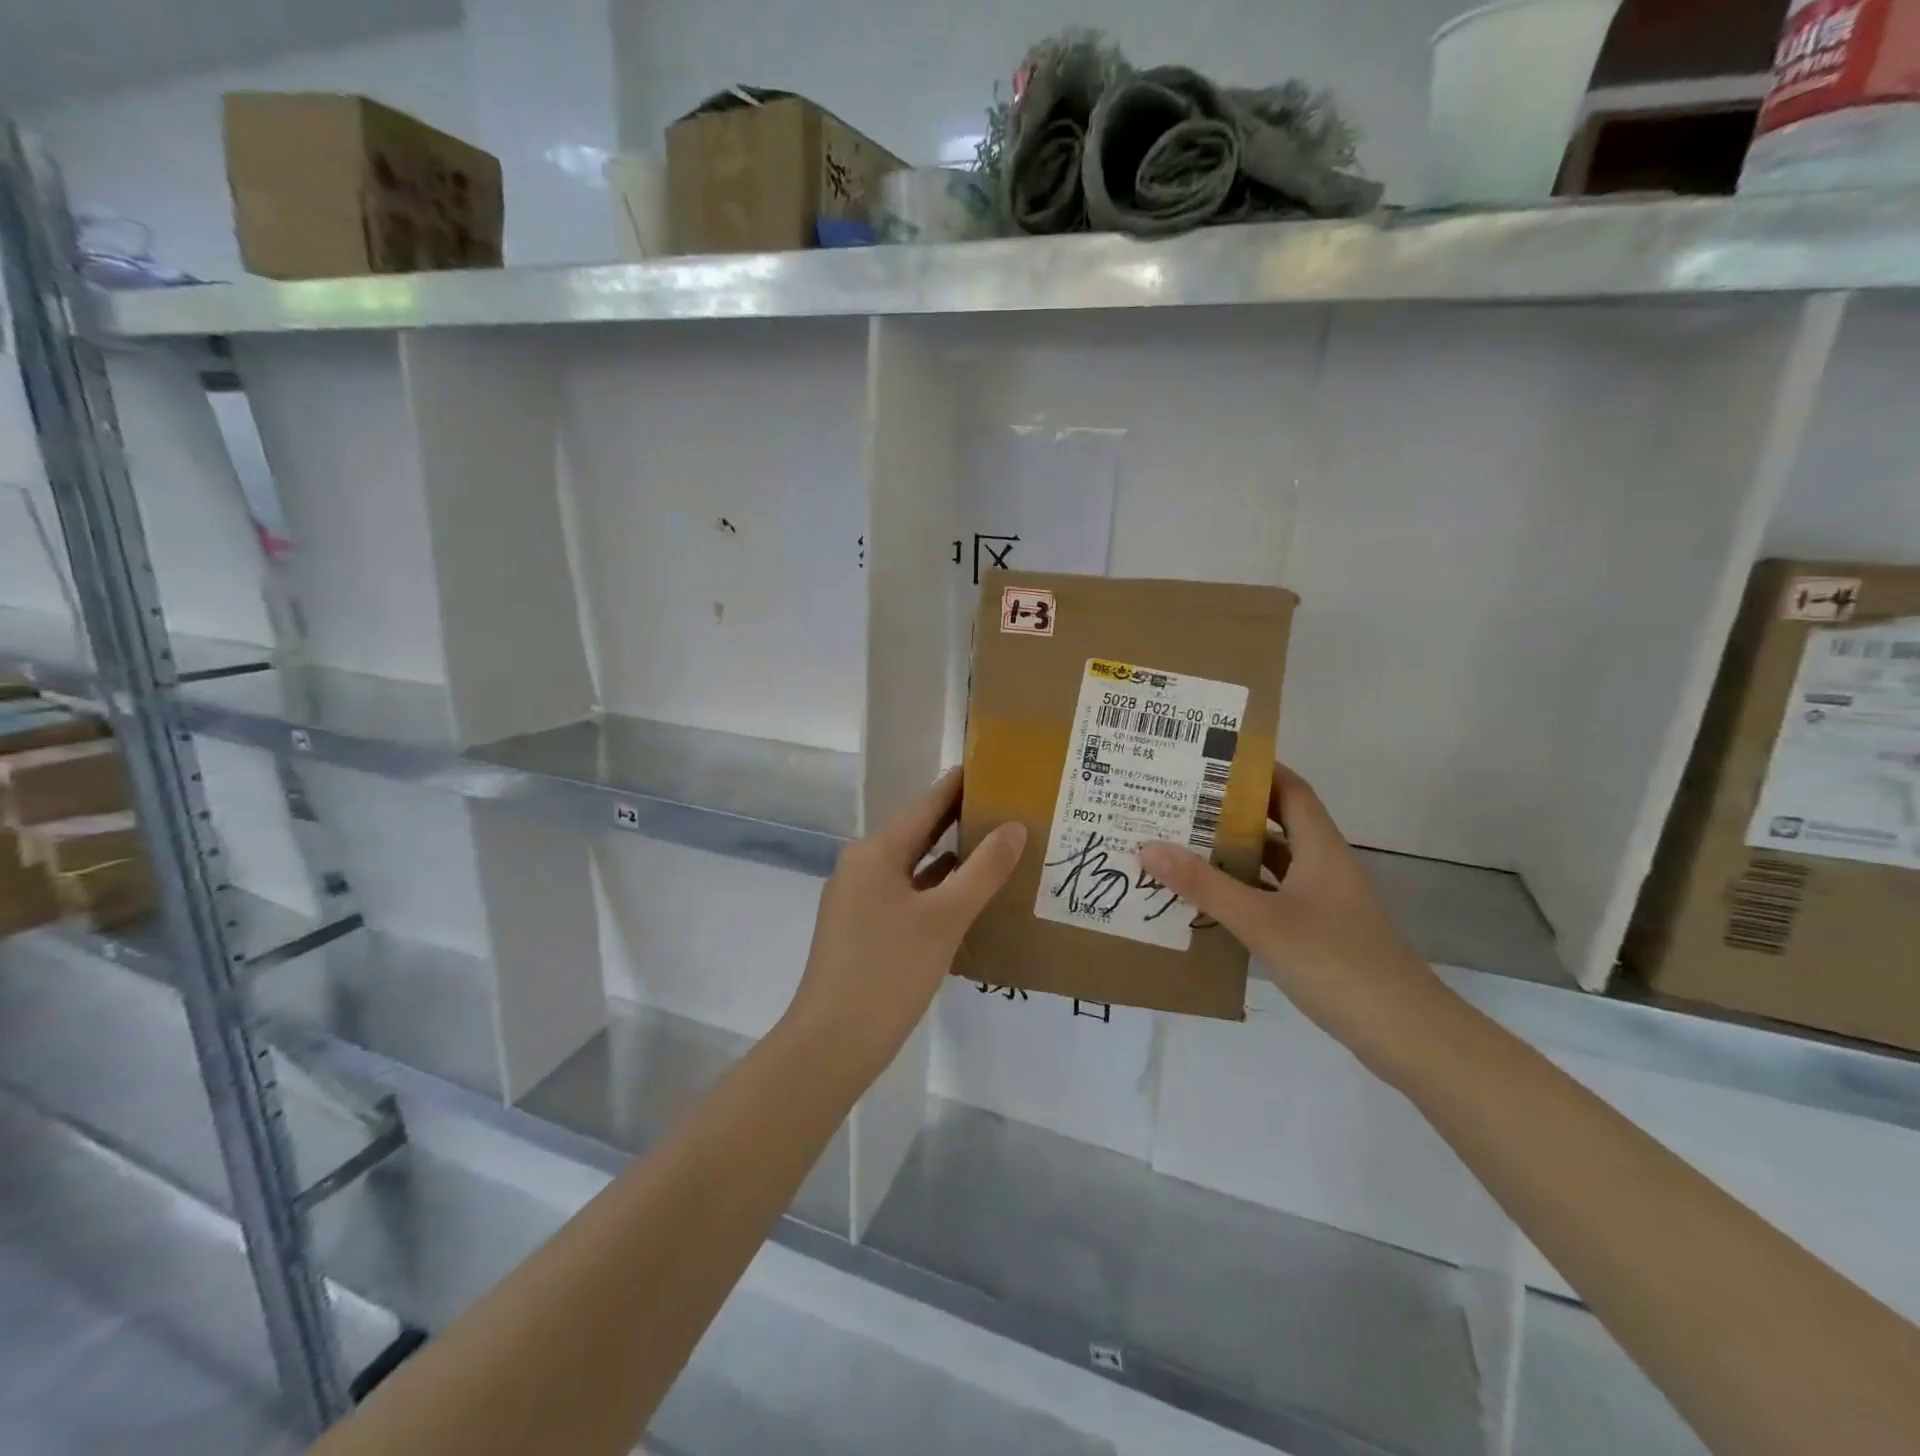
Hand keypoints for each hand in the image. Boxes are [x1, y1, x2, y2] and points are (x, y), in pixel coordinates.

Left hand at [783, 768, 1025, 1079]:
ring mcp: (859, 900)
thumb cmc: (888, 971)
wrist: (832, 1044)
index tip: (993, 768)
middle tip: (1007, 805)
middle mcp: (862, 867)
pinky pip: (906, 895)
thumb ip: (983, 870)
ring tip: (998, 846)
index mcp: (875, 853)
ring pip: (913, 867)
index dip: (958, 786)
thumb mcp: (944, 918)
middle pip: (917, 833)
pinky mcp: (862, 929)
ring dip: (951, 858)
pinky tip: (968, 897)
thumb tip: (1014, 827)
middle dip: (959, 820)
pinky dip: (936, 890)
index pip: (924, 805)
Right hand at [1137, 765, 1443, 1062]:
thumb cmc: (1335, 961)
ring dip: (1235, 855)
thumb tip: (1149, 847)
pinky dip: (1245, 893)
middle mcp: (1324, 866)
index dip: (1256, 769)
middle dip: (1233, 812)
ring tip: (1183, 847)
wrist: (1405, 1033)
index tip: (1209, 760)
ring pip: (1275, 864)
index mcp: (1320, 848)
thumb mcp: (1261, 921)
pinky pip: (1275, 897)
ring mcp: (1325, 902)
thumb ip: (1205, 885)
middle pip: (1278, 823)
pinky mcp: (1321, 933)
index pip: (1290, 789)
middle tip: (1181, 803)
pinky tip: (1210, 903)